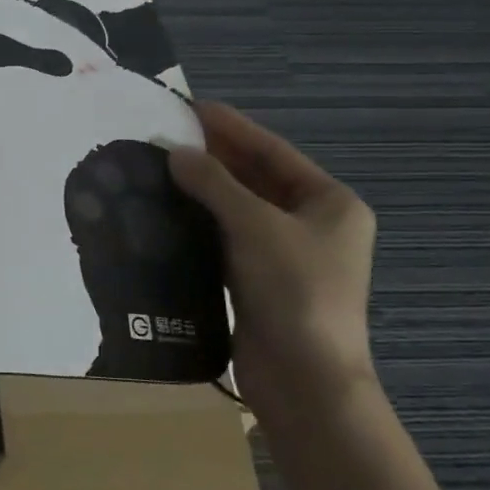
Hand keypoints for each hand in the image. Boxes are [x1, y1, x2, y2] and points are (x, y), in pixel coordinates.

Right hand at [168, 102, 377, 426]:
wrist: (305, 383)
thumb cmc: (295, 293)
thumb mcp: (256, 227)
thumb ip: (215, 184)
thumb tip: (175, 152)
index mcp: (330, 203)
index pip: (273, 151)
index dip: (231, 127)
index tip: (191, 106)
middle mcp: (312, 224)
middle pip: (256, 178)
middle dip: (214, 157)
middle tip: (166, 134)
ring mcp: (286, 256)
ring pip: (238, 210)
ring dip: (204, 190)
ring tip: (158, 167)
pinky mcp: (259, 282)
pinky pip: (227, 239)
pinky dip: (201, 223)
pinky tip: (167, 211)